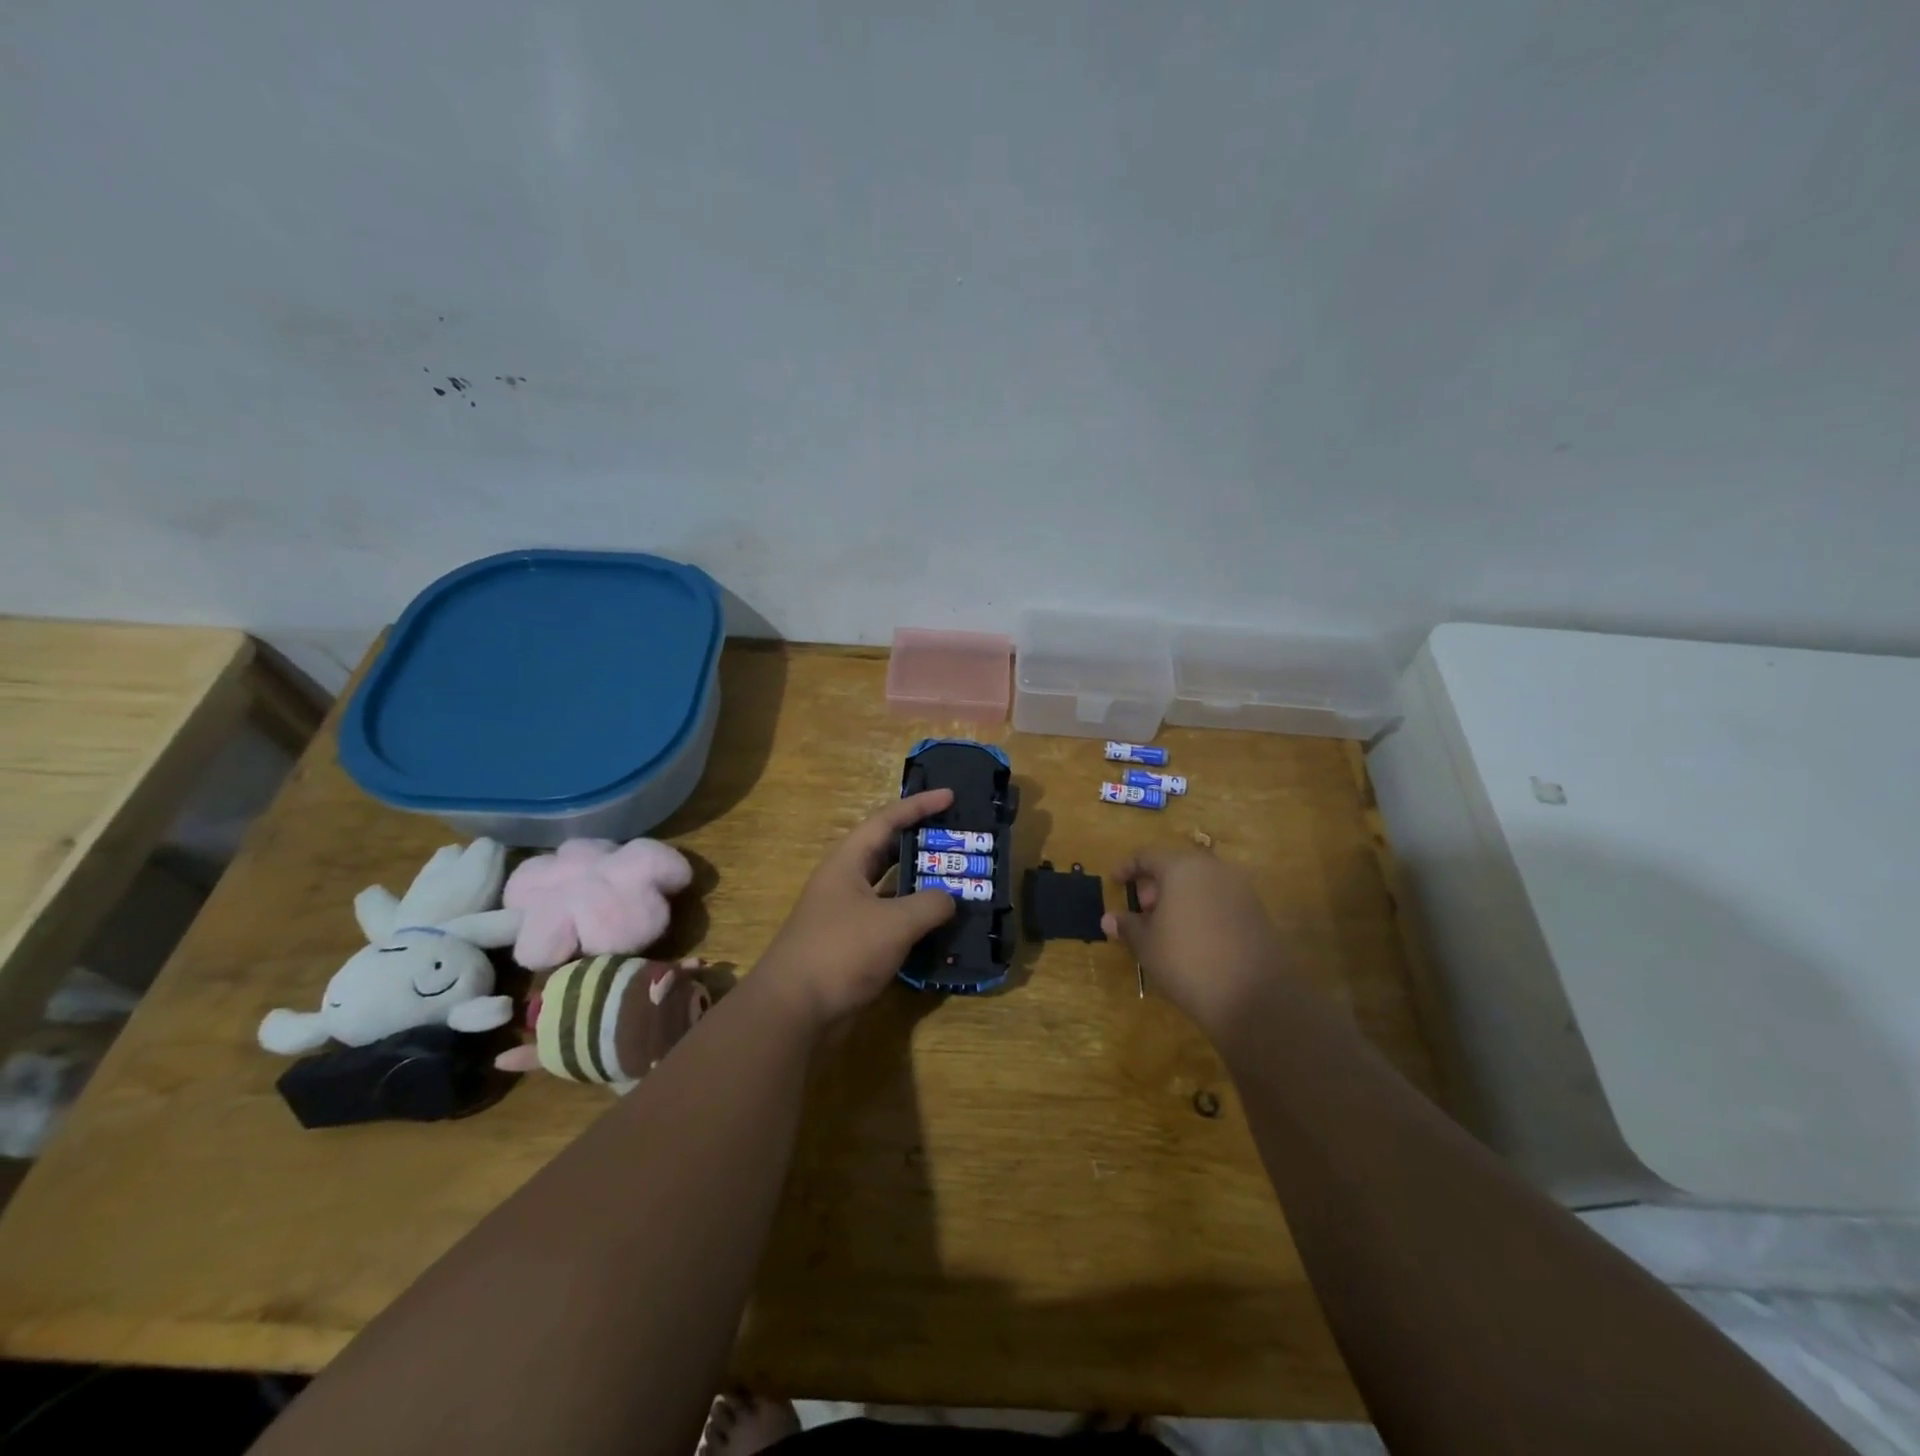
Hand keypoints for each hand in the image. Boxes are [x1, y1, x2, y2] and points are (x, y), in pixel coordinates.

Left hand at [755, 789, 958, 1028]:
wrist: (794, 1011)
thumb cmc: (841, 951)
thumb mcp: (894, 922)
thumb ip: (930, 904)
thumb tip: (950, 899)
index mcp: (848, 862)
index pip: (887, 820)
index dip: (919, 805)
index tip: (950, 795)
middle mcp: (846, 882)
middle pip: (888, 852)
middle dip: (922, 844)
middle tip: (958, 840)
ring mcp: (847, 915)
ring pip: (891, 890)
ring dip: (922, 886)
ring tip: (958, 881)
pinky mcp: (852, 946)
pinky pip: (890, 922)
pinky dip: (915, 921)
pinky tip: (941, 928)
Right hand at [1101, 845, 1290, 1035]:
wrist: (1254, 996)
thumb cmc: (1187, 961)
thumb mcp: (1147, 945)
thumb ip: (1128, 926)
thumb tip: (1109, 918)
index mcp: (1182, 868)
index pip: (1148, 855)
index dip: (1128, 867)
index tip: (1115, 882)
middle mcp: (1213, 869)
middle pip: (1177, 866)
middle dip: (1155, 884)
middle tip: (1141, 909)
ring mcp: (1240, 889)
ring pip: (1200, 882)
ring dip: (1179, 896)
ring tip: (1165, 926)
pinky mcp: (1256, 911)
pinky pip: (1219, 899)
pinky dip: (1201, 908)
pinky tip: (1193, 936)